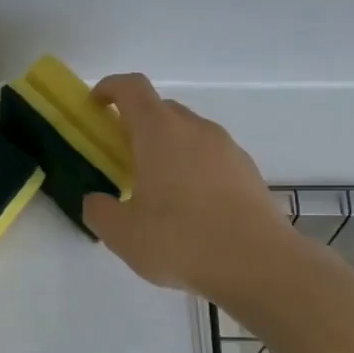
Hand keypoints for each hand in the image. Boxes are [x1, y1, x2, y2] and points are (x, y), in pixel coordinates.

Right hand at [83, 73, 292, 297]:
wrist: (259, 265)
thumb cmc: (180, 240)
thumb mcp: (121, 233)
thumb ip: (98, 210)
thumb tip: (97, 200)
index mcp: (159, 132)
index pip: (131, 87)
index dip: (109, 88)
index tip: (95, 107)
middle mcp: (195, 129)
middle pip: (160, 109)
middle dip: (135, 125)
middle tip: (120, 159)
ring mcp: (227, 148)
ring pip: (188, 134)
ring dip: (166, 149)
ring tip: (156, 190)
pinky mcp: (248, 172)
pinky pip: (210, 157)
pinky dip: (192, 169)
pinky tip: (189, 210)